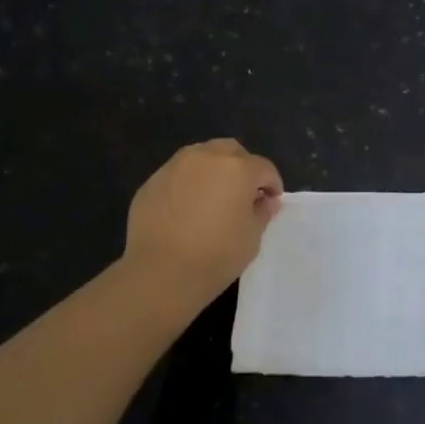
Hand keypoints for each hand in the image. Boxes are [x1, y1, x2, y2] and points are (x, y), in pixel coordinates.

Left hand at [123, 139, 283, 307]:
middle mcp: (207, 157)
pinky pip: (178, 173)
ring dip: (214, 169)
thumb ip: (262, 212)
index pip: (264, 168)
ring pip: (202, 156)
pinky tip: (186, 208)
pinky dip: (188, 183)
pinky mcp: (152, 181)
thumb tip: (265, 201)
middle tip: (243, 193)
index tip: (271, 202)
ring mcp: (175, 166)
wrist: (159, 272)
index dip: (272, 185)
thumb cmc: (215, 256)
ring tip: (213, 196)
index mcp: (238, 169)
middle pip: (232, 151)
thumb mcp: (252, 237)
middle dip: (243, 167)